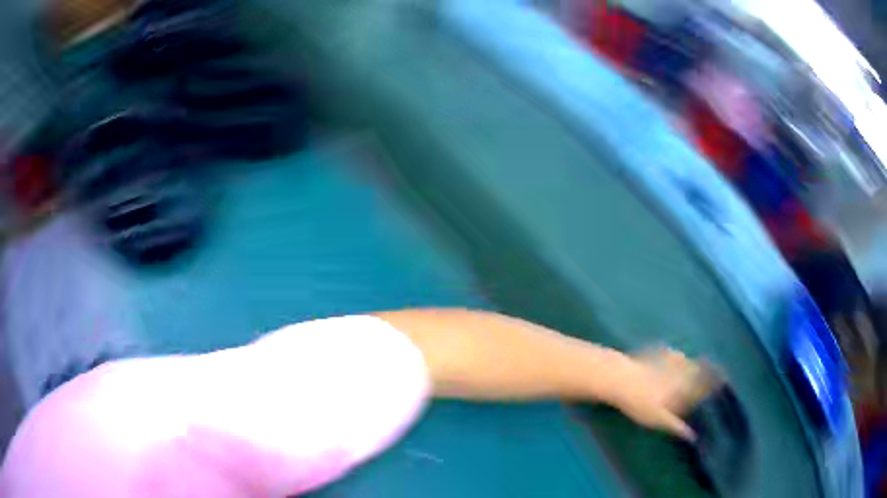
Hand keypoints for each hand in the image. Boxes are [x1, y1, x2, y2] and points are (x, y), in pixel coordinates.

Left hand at [607, 348, 714, 440]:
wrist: (620, 377)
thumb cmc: (640, 403)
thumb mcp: (659, 420)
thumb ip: (677, 426)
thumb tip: (693, 436)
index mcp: (685, 386)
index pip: (705, 383)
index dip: (716, 381)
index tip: (725, 379)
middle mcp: (683, 369)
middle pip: (700, 368)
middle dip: (709, 369)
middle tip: (717, 370)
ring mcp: (671, 357)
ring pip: (688, 360)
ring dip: (694, 363)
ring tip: (699, 365)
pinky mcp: (658, 350)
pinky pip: (673, 353)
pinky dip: (676, 357)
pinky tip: (674, 358)